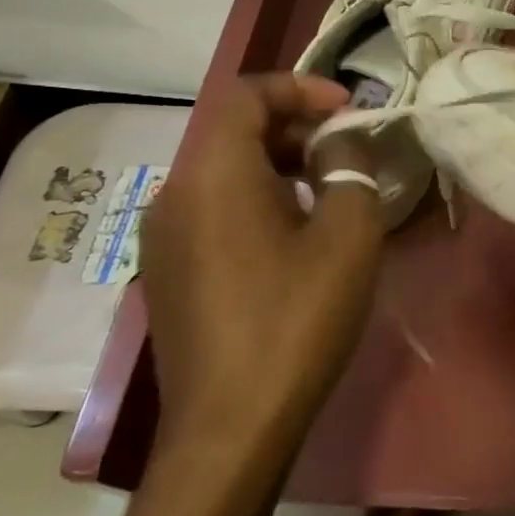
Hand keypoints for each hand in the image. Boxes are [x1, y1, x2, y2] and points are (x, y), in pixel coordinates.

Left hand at [139, 73, 384, 459]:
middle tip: (348, 151)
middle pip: (232, 131)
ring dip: (278, 164)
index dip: (300, 87)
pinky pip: (214, 210)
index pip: (246, 94)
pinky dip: (257, 199)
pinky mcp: (169, 273)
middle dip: (295, 127)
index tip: (349, 109)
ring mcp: (164, 238)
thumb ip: (350, 169)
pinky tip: (296, 237)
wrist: (231, 427)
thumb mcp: (348, 235)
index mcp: (213, 174)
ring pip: (223, 172)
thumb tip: (339, 143)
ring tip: (330, 191)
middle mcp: (175, 194)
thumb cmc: (297, 319)